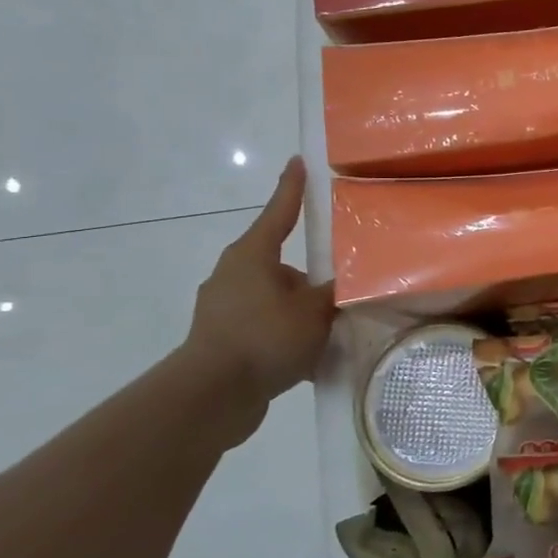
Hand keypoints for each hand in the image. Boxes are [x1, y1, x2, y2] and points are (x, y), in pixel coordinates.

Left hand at [183, 158, 337, 405]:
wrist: (212, 395)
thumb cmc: (265, 337)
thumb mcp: (315, 311)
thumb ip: (334, 292)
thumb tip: (345, 283)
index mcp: (252, 256)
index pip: (279, 213)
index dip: (292, 188)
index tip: (299, 162)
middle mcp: (233, 274)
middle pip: (279, 262)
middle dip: (307, 274)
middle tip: (336, 282)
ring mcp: (223, 308)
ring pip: (272, 297)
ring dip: (297, 308)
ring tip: (329, 327)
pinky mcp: (222, 338)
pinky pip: (264, 326)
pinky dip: (285, 334)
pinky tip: (309, 355)